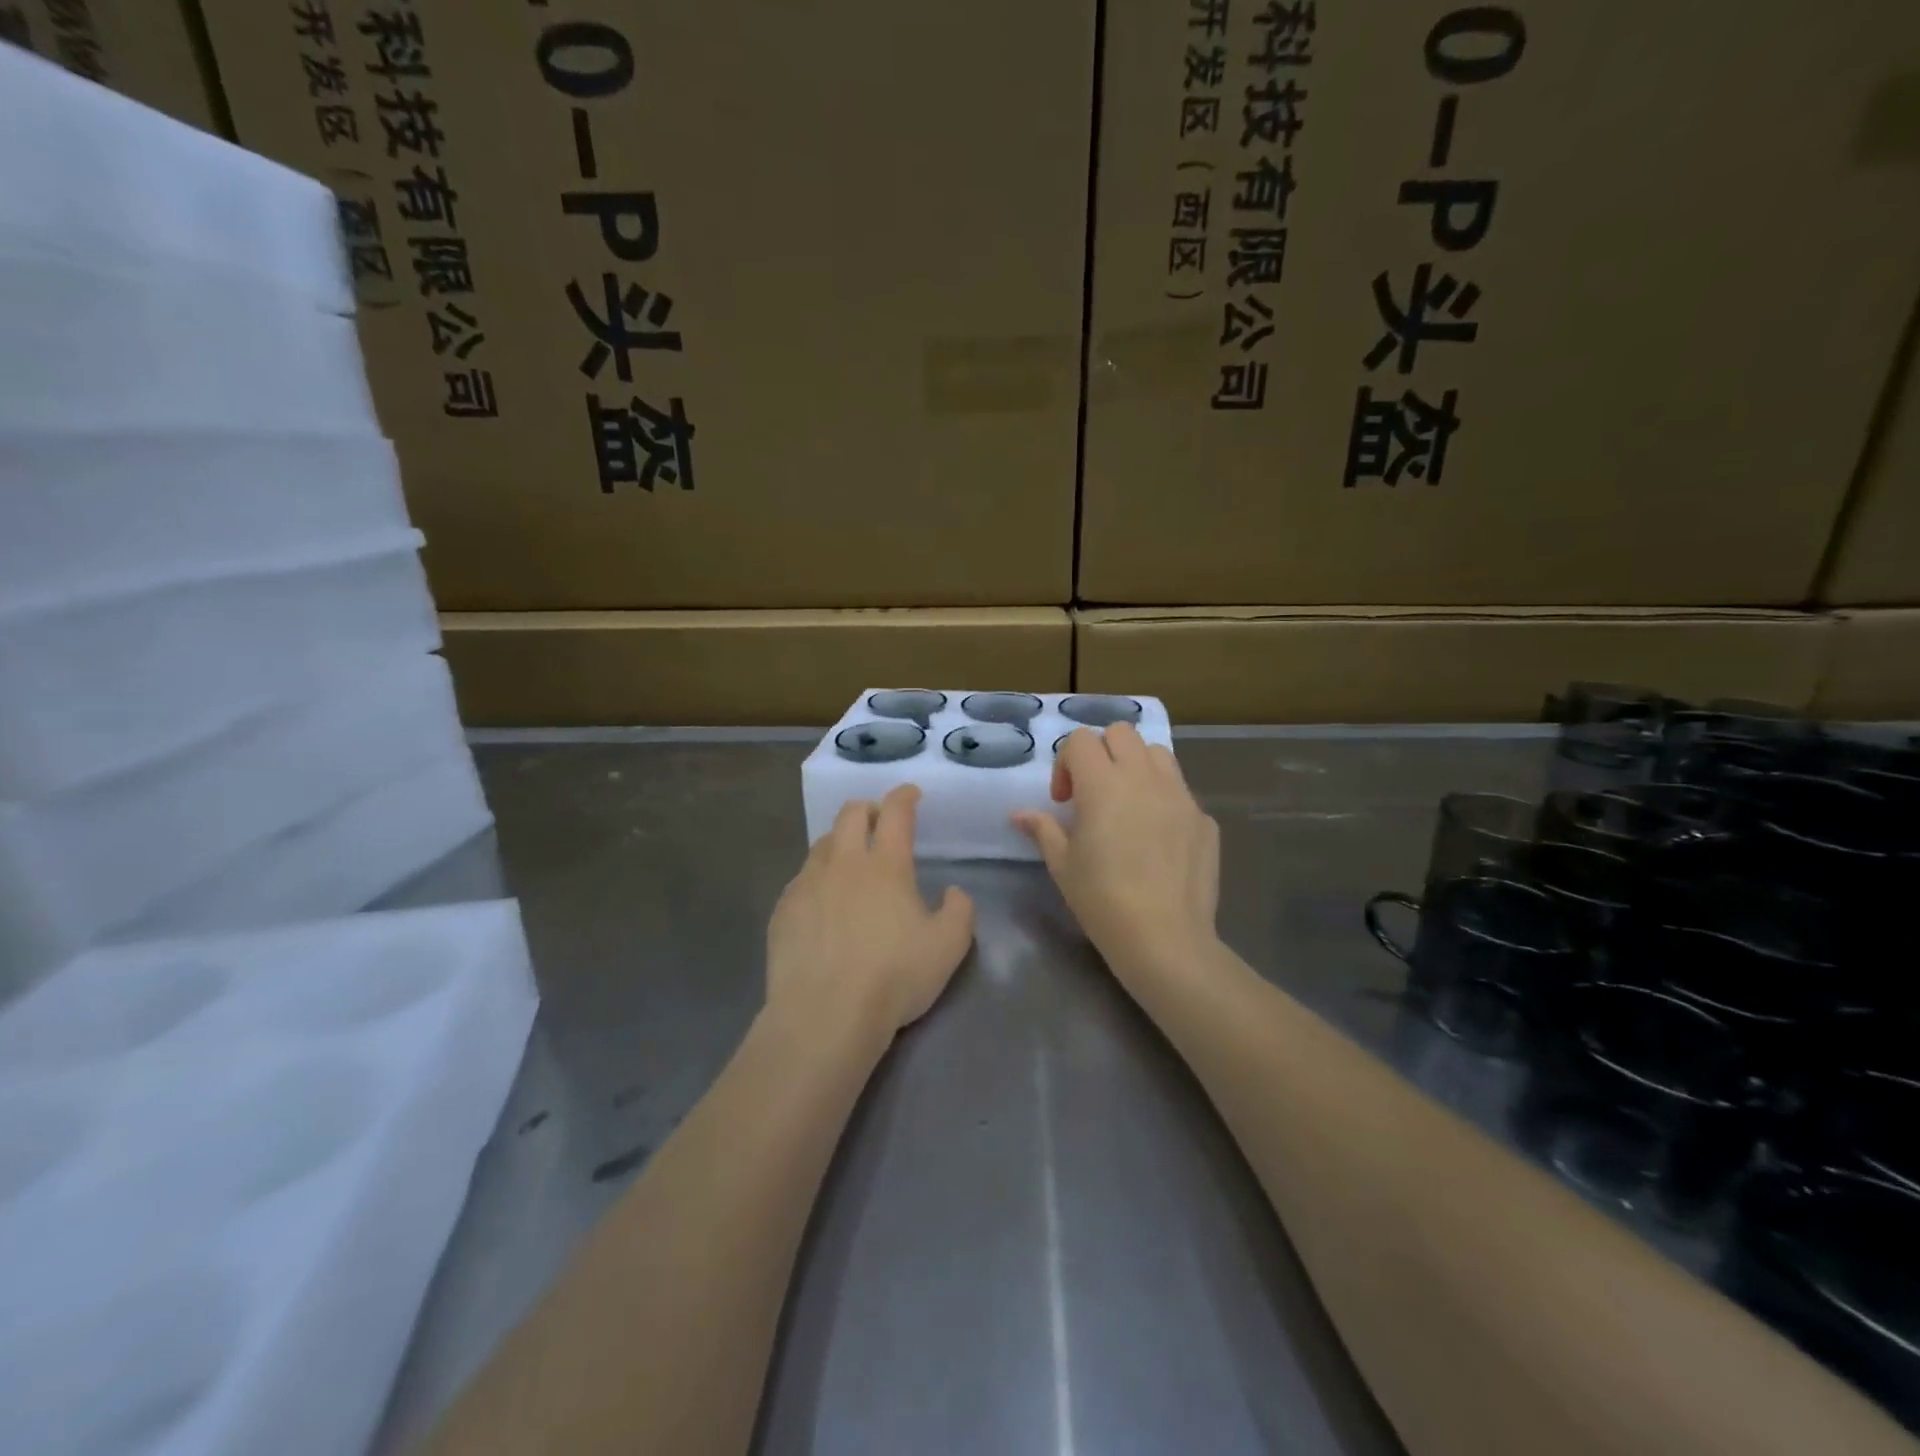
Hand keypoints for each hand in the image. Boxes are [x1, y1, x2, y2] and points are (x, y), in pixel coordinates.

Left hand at [767, 785, 975, 1044]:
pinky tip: (822, 904)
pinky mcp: (783, 911)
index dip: (904, 796)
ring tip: (849, 861)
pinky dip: (817, 879)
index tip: (911, 794)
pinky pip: (801, 880)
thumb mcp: (949, 947)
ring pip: (822, 844)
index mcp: (886, 865)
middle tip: (878, 821)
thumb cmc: (894, 976)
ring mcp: (807, 884)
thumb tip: (952, 892)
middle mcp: (843, 863)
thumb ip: (960, 911)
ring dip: (839, 842)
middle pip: (850, 814)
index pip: (895, 812)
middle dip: (867, 809)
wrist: (825, 1014)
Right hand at [1012, 724, 1220, 979]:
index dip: (1066, 763)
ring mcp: (1180, 795)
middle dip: (1101, 752)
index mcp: (1103, 783)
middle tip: (1093, 793)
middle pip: (1121, 733)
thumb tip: (1019, 814)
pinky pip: (1181, 792)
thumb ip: (1042, 829)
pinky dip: (1164, 800)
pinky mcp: (1204, 819)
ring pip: (1157, 753)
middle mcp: (1144, 777)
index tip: (1063, 801)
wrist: (1165, 938)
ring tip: (1128, 805)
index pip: (1081, 739)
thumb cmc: (1102, 899)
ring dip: (1136, 766)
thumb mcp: (1062, 865)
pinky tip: (1157, 840)